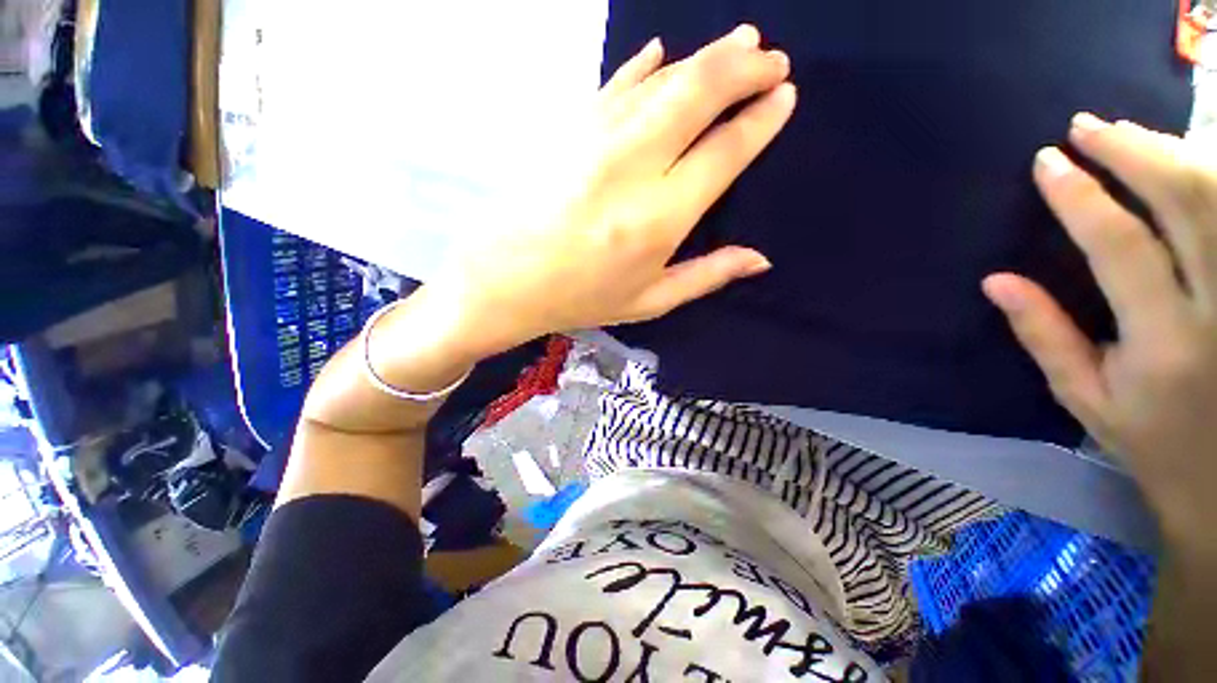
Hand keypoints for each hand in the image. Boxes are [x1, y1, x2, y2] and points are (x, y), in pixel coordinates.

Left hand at [429, 25, 795, 358]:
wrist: (508, 278)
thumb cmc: (581, 297)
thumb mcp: (650, 301)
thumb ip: (707, 276)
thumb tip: (760, 259)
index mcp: (661, 217)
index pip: (725, 150)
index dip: (761, 118)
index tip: (784, 96)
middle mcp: (636, 165)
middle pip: (700, 92)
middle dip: (745, 67)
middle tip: (773, 60)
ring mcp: (598, 137)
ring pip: (664, 77)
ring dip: (708, 55)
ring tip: (740, 43)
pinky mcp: (570, 127)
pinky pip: (617, 81)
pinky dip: (646, 63)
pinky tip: (663, 52)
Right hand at [983, 114, 1216, 543]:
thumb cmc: (1155, 443)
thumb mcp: (1086, 400)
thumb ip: (1045, 337)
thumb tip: (997, 281)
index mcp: (1165, 345)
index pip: (1121, 247)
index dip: (1081, 197)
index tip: (1047, 162)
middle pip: (1188, 201)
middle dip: (1134, 151)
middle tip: (1088, 126)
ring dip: (1173, 153)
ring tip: (1129, 135)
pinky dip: (1212, 176)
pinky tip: (1184, 162)